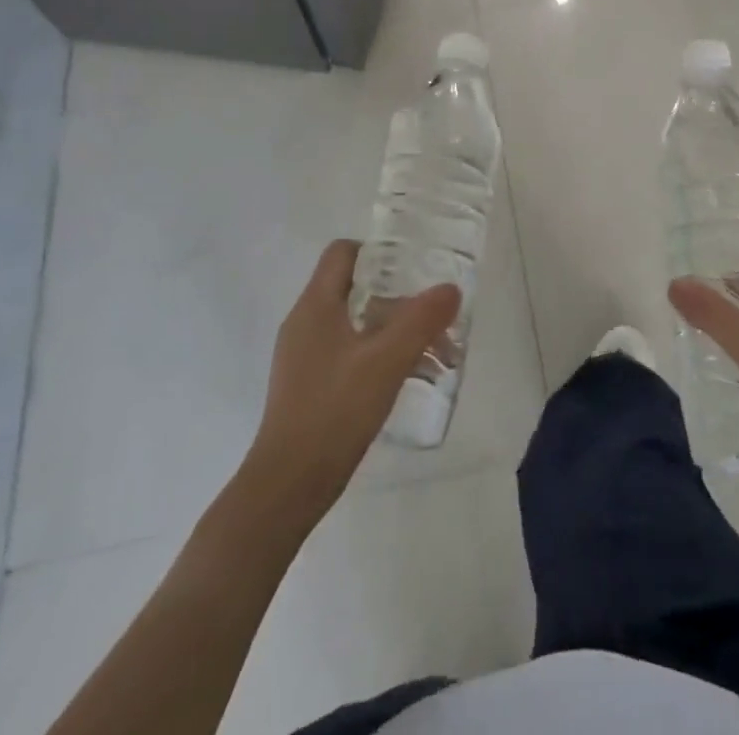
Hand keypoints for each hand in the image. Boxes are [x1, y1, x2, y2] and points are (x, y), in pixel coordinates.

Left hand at [245, 239, 460, 514]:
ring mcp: (304, 356)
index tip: (414, 268)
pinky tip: (410, 380)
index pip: (343, 252)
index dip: (378, 252)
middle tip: (436, 318)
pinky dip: (380, 356)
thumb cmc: (334, 411)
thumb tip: (450, 288)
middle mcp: (306, 322)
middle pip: (357, 290)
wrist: (287, 486)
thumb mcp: (386, 361)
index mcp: (316, 305)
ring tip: (437, 359)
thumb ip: (421, 321)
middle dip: (401, 301)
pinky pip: (350, 353)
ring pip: (357, 325)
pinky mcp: (309, 385)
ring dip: (396, 333)